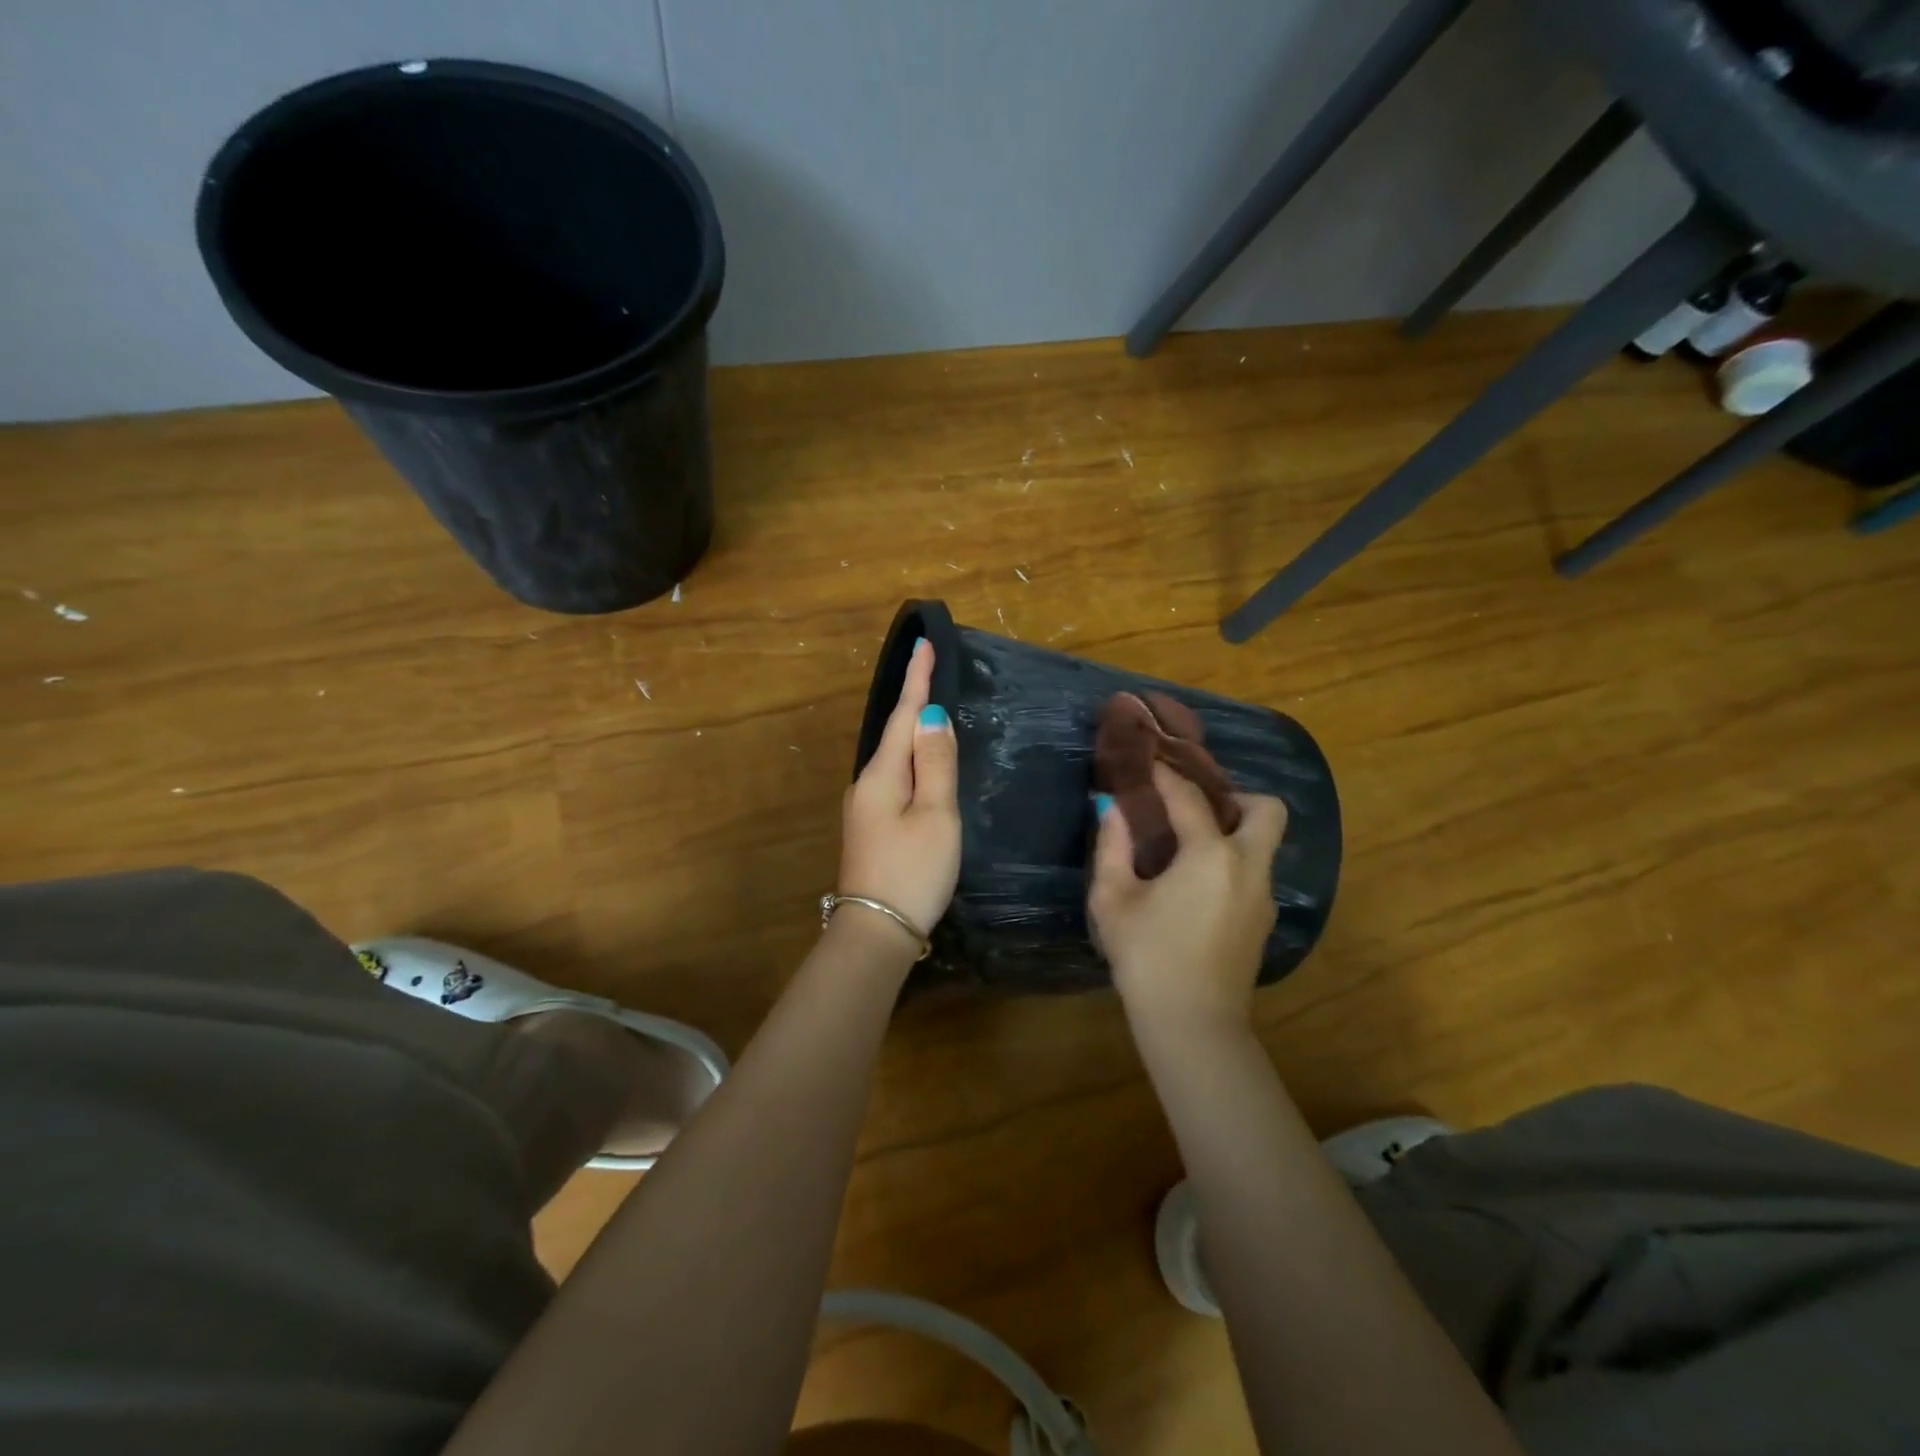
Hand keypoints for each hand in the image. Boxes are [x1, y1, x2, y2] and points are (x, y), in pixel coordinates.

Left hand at [837, 638, 961, 946]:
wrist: (877, 932)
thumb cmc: (913, 871)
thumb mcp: (936, 815)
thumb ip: (936, 763)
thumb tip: (930, 716)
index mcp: (881, 775)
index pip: (902, 715)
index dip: (916, 680)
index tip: (923, 644)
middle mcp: (866, 784)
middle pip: (895, 734)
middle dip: (914, 702)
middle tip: (934, 671)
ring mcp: (865, 808)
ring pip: (894, 759)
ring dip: (913, 733)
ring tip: (933, 713)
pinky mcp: (871, 828)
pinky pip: (895, 781)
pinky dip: (912, 764)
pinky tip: (923, 766)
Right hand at [1089, 763, 1286, 1036]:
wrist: (1193, 1025)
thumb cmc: (1146, 957)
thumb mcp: (1113, 899)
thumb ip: (1112, 846)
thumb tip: (1112, 809)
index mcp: (1210, 856)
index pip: (1191, 797)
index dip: (1166, 774)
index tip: (1149, 761)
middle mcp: (1249, 867)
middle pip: (1266, 809)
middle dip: (1234, 798)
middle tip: (1194, 810)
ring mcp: (1263, 897)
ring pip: (1264, 844)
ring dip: (1233, 833)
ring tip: (1187, 848)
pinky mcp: (1264, 922)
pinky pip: (1254, 873)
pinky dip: (1231, 864)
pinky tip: (1195, 887)